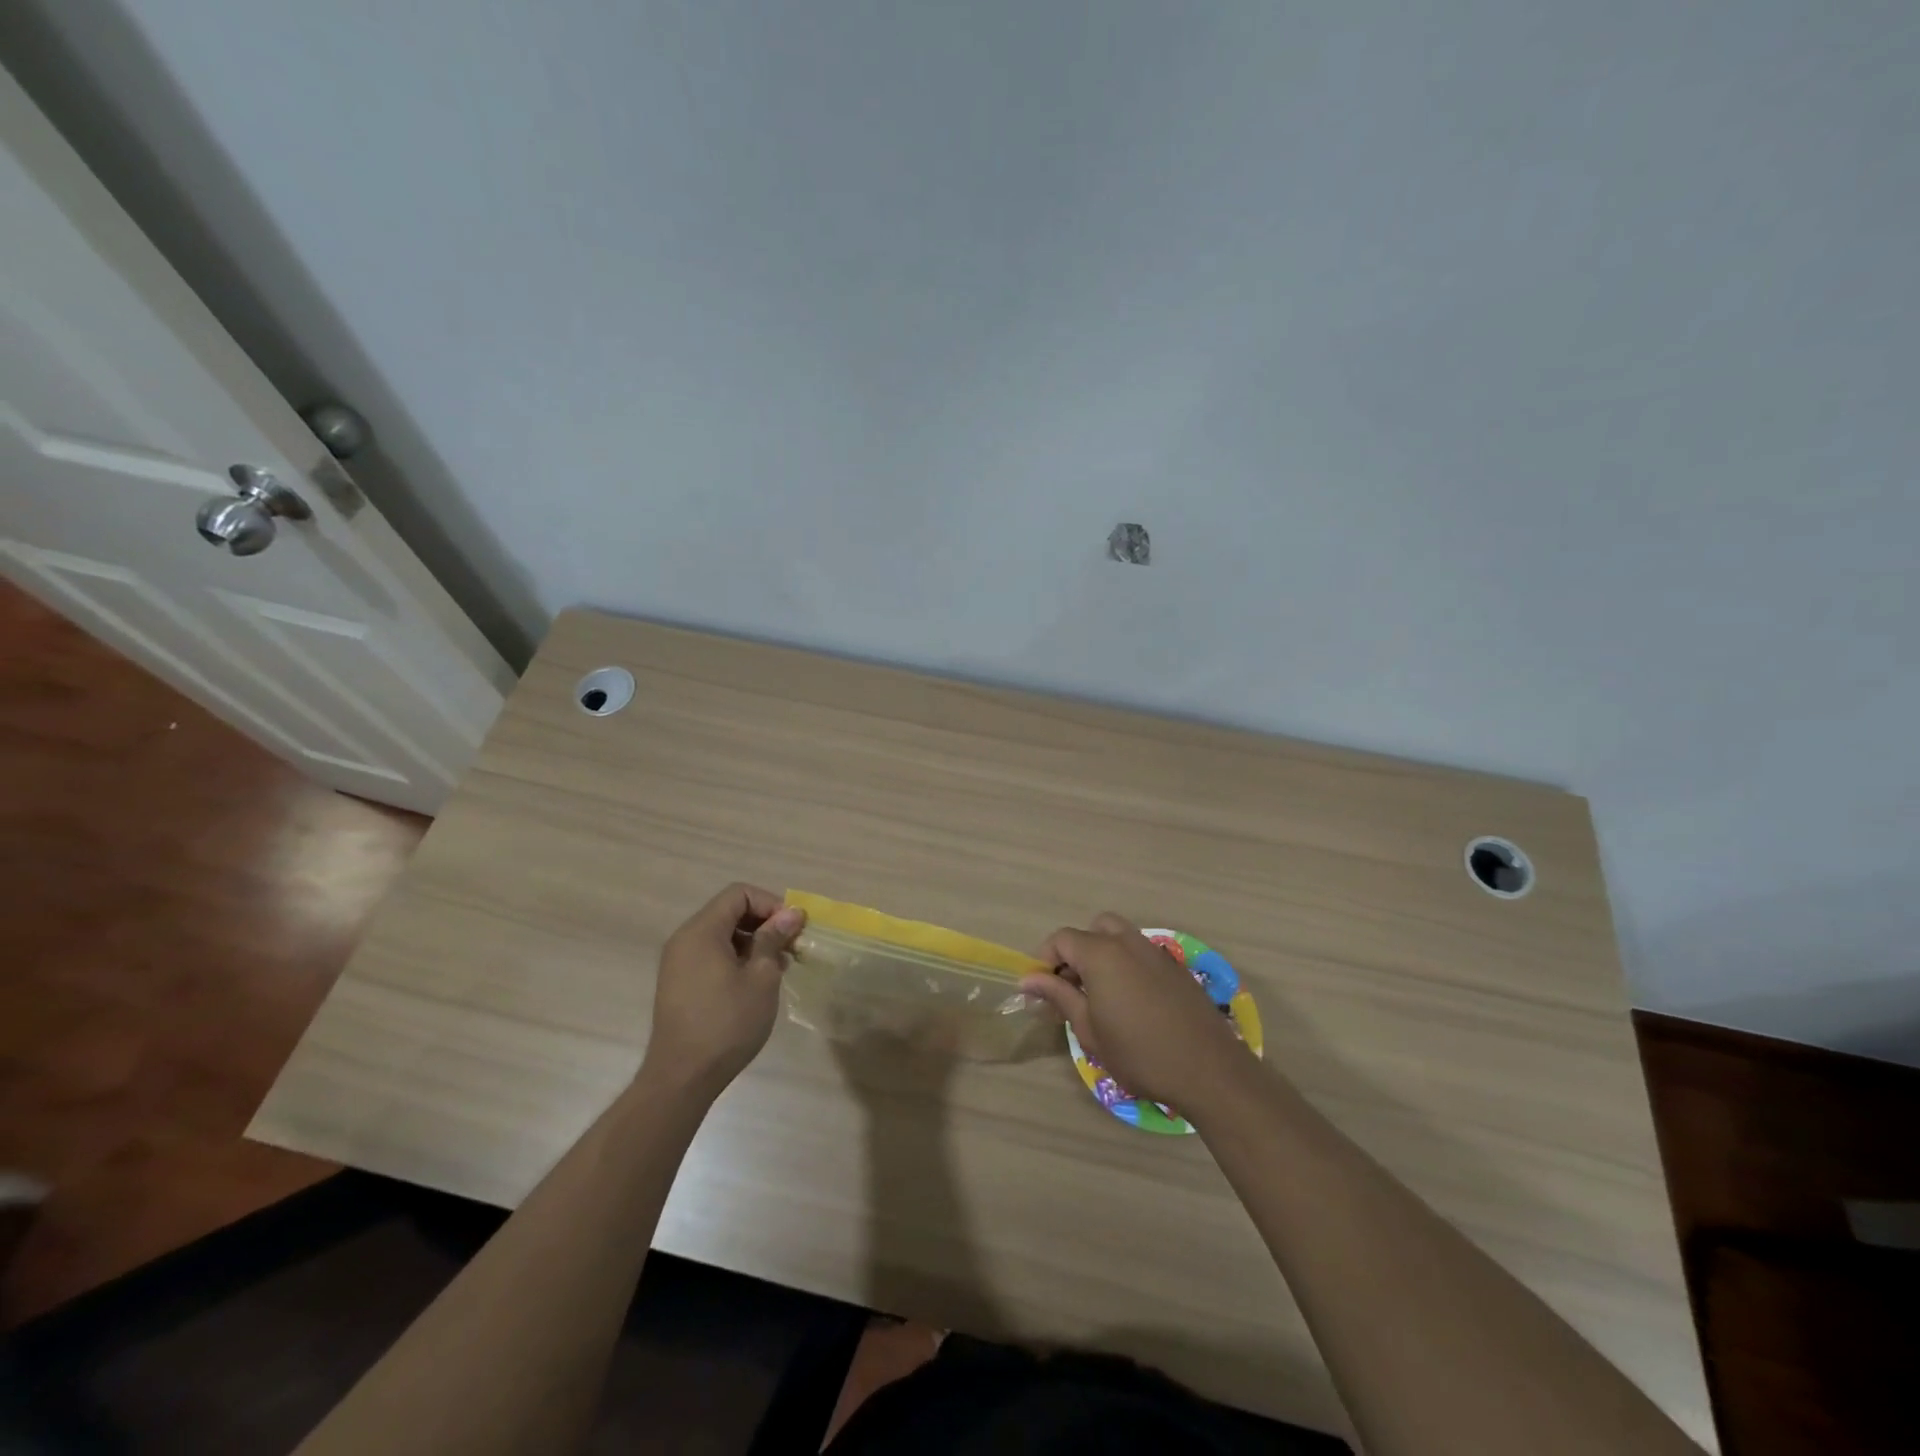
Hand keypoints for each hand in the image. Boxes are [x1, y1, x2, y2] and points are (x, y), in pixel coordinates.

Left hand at [642, 883, 804, 1099]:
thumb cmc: (727, 1023)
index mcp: (701, 931)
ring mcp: (679, 963)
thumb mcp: (761, 978)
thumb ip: (773, 938)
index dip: (770, 903)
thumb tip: (791, 913)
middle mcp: (685, 939)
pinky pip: (712, 955)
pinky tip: (756, 984)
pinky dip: (736, 959)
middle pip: (730, 912)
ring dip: (753, 943)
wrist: (682, 1077)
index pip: (739, 894)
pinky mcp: (680, 983)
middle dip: (764, 924)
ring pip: (722, 935)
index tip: (792, 929)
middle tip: (790, 948)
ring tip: (777, 969)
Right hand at [1022, 912, 1254, 1115]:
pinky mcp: (1175, 967)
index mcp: (1102, 953)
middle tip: (1071, 987)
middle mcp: (1128, 942)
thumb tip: (1029, 978)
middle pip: (1093, 929)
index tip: (1040, 990)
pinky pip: (1141, 952)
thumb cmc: (1139, 1054)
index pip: (1062, 939)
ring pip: (1120, 936)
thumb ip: (1059, 996)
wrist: (1209, 1071)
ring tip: (1100, 995)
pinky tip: (1131, 1002)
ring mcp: (1156, 951)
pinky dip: (1126, 964)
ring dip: (1102, 955)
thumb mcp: (1089, 1030)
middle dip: (1076, 951)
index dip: (1044, 959)